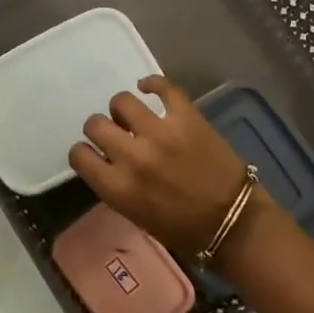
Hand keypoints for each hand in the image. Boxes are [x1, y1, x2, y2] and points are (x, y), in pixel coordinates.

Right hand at [67, 75, 249, 259]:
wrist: (234, 223)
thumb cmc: (183, 229)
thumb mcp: (136, 215)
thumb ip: (116, 185)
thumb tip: (108, 161)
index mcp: (118, 187)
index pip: (79, 155)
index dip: (84, 151)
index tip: (93, 152)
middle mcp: (133, 156)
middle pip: (95, 124)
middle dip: (100, 128)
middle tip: (114, 133)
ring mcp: (160, 133)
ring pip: (122, 101)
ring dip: (123, 109)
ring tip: (134, 116)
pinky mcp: (186, 117)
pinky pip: (163, 87)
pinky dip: (152, 83)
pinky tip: (148, 87)